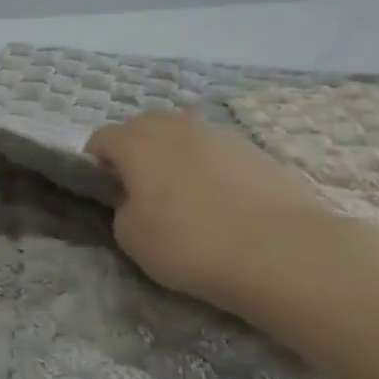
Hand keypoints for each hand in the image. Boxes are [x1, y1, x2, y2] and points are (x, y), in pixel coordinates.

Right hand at [86, 111, 333, 306]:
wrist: (280, 252)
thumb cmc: (190, 244)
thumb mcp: (131, 237)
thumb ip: (123, 207)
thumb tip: (136, 198)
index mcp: (136, 143)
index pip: (101, 138)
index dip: (97, 163)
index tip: (107, 191)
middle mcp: (175, 127)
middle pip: (143, 126)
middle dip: (136, 150)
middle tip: (144, 189)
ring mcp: (218, 134)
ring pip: (184, 134)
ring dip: (176, 156)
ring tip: (188, 196)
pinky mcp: (255, 150)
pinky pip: (218, 151)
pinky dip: (212, 168)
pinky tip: (225, 202)